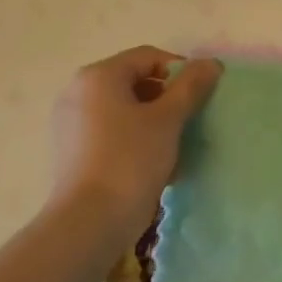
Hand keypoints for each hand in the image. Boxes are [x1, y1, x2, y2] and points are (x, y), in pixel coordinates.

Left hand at [48, 46, 221, 248]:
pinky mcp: (71, 151)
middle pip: (135, 81)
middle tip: (189, 119)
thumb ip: (191, 86)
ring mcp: (70, 123)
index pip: (149, 57)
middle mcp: (78, 92)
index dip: (180, 71)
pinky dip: (134, 137)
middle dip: (167, 97)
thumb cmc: (130, 160)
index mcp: (99, 76)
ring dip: (153, 119)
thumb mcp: (168, 119)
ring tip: (174, 144)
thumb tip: (211, 63)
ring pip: (124, 108)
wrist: (88, 224)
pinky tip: (153, 162)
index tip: (200, 96)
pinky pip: (110, 131)